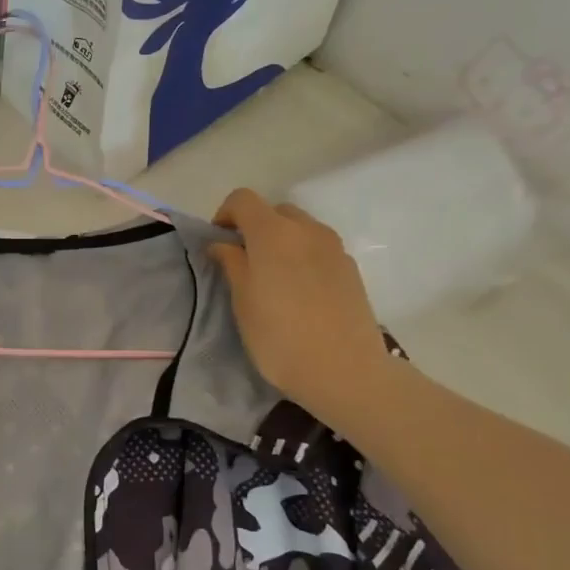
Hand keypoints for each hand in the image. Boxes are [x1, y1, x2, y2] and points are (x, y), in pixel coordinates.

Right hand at [208, 188, 392, 427]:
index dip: (225, 215)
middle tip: (243, 263)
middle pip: (274, 211)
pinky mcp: (350, 268)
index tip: (218, 244)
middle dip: (254, 228)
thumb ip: (231, 263)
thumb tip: (222, 244)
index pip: (243, 199)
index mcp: (273, 232)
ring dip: (281, 243)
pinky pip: (319, 249)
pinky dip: (302, 258)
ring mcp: (334, 247)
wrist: (344, 370)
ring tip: (273, 280)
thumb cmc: (279, 336)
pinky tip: (299, 293)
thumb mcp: (242, 301)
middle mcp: (307, 229)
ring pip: (300, 230)